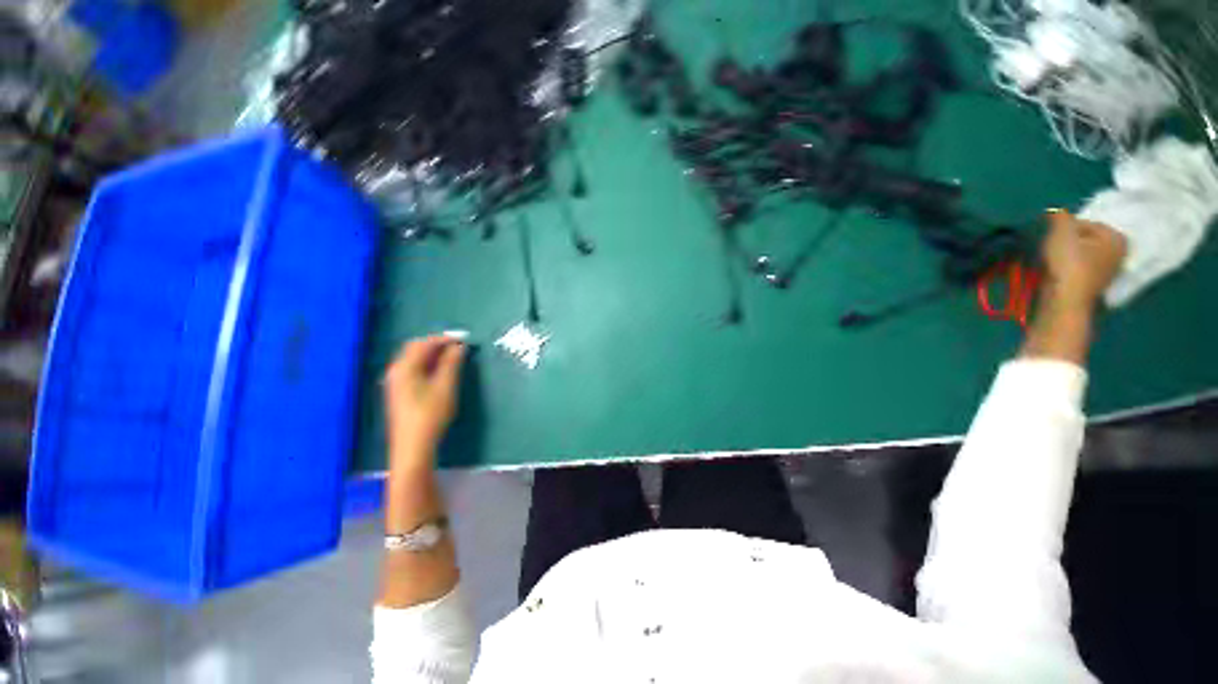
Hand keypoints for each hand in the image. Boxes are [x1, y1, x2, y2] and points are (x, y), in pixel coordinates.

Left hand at [383, 336, 465, 467]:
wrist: (413, 447)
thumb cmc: (430, 415)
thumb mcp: (445, 386)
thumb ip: (452, 363)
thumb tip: (459, 347)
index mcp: (404, 367)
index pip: (424, 344)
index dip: (444, 339)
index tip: (464, 339)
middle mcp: (396, 371)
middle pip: (415, 348)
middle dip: (437, 344)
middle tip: (459, 346)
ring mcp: (395, 382)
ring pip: (414, 359)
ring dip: (433, 354)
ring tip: (454, 356)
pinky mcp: (400, 392)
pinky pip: (414, 369)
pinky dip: (428, 364)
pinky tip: (441, 371)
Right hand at [1040, 209, 1127, 311]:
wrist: (1065, 301)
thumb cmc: (1069, 263)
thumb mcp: (1061, 233)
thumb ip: (1060, 217)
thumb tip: (1055, 211)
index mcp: (1117, 237)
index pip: (1087, 223)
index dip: (1066, 228)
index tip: (1052, 236)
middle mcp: (1119, 253)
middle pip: (1087, 239)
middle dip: (1069, 241)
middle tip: (1051, 247)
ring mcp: (1108, 272)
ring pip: (1083, 254)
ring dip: (1067, 254)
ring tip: (1052, 259)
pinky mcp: (1094, 286)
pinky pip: (1080, 268)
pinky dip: (1069, 267)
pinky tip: (1058, 272)